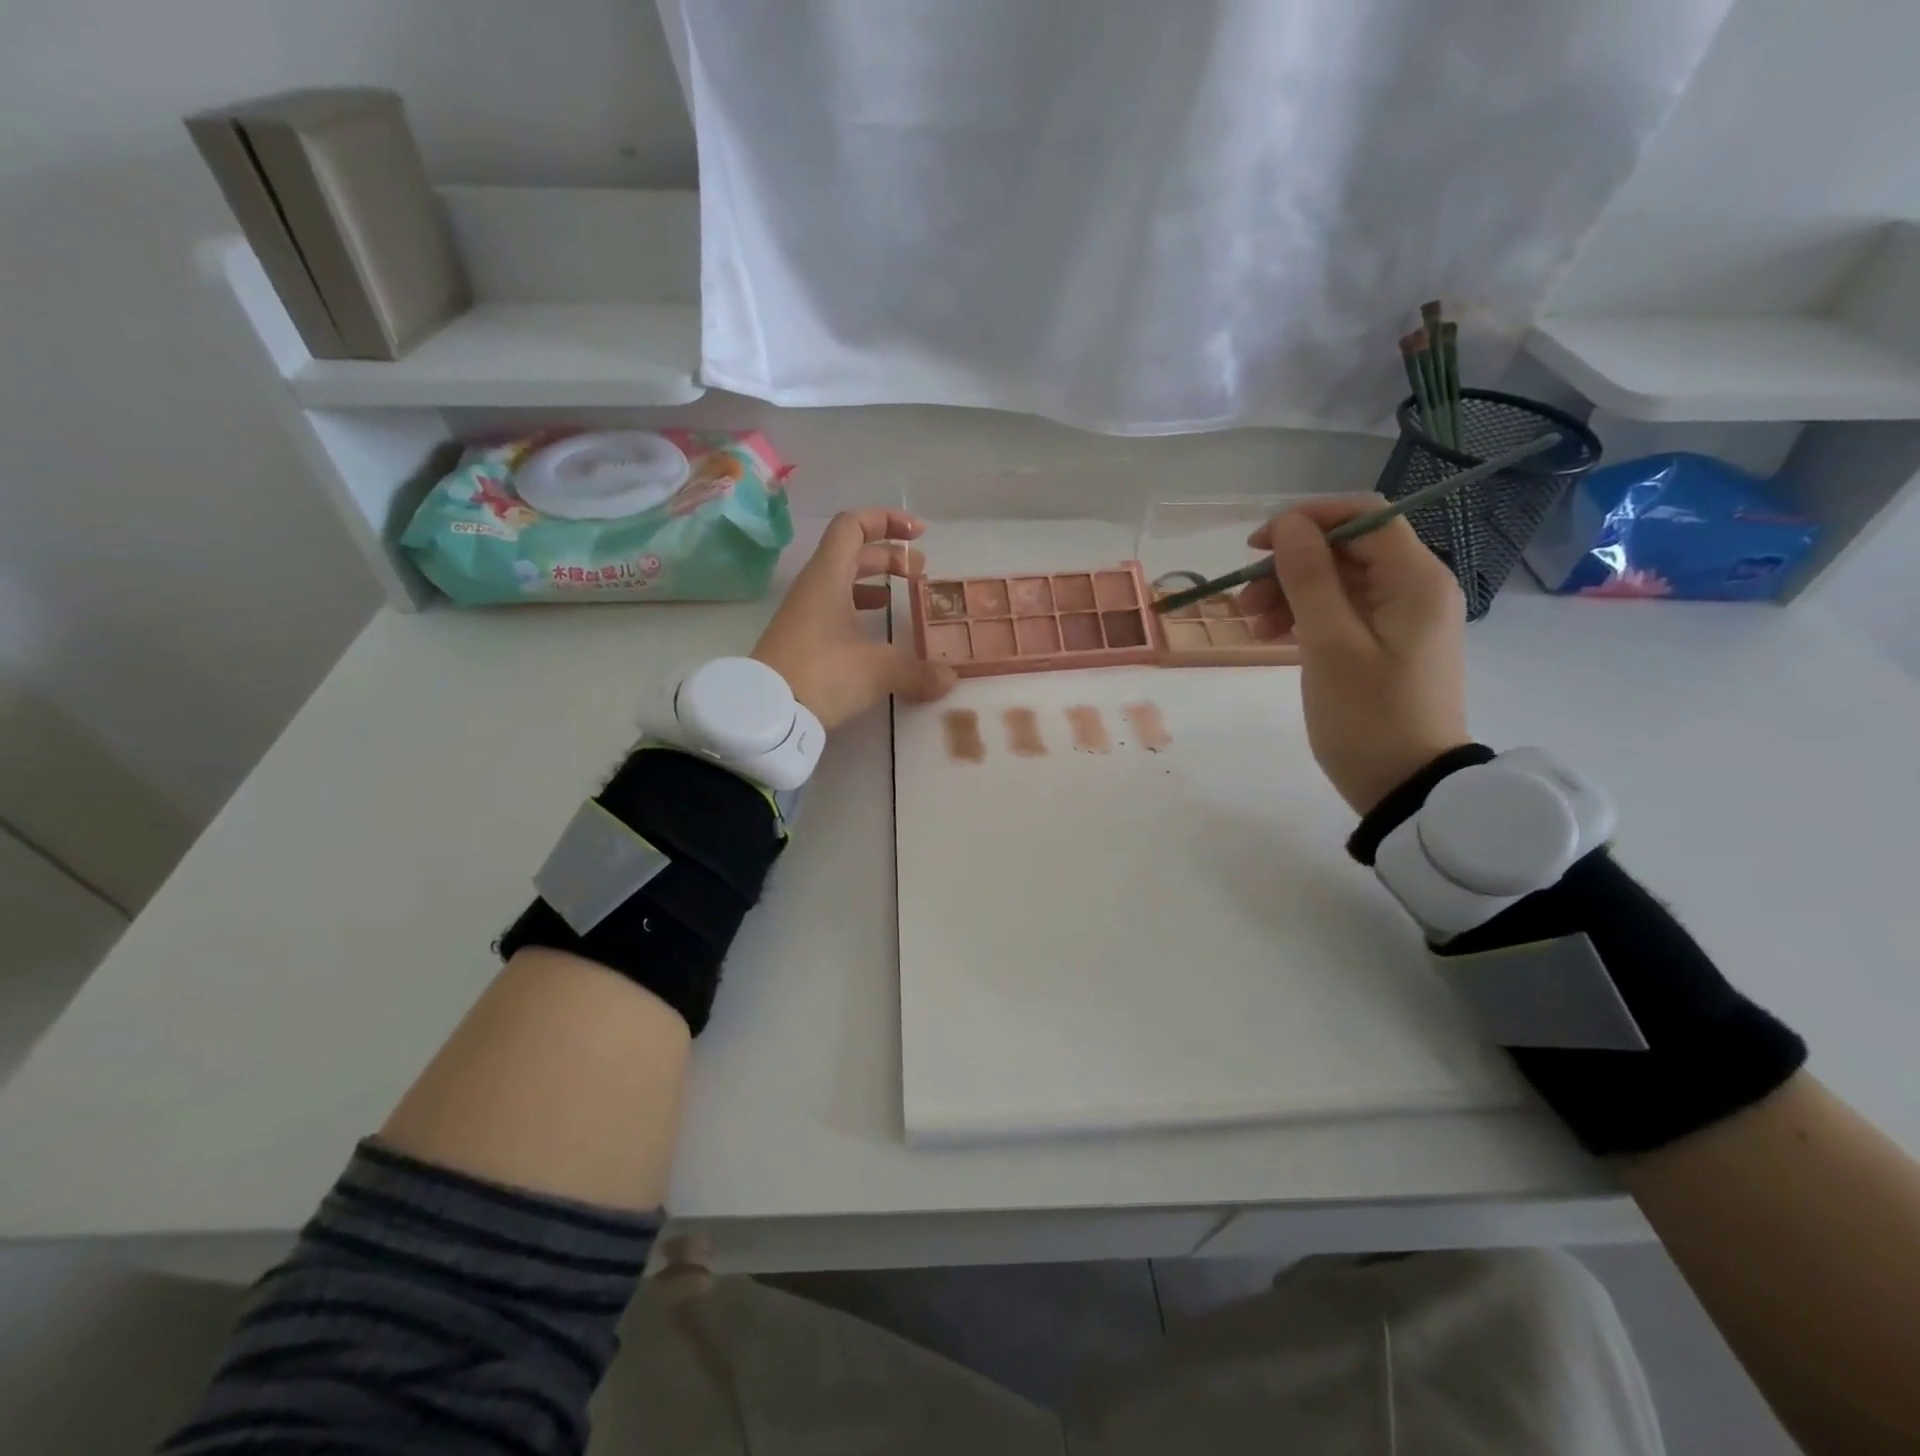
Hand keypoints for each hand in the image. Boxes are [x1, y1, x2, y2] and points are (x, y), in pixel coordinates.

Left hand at [753, 509, 957, 728]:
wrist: (766, 714)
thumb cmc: (823, 674)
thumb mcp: (879, 670)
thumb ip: (918, 670)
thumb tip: (950, 679)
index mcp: (829, 577)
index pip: (853, 525)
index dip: (888, 521)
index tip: (919, 535)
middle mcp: (814, 588)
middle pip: (852, 553)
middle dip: (889, 556)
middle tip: (920, 572)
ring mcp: (804, 614)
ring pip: (842, 582)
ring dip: (874, 582)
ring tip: (901, 596)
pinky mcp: (800, 641)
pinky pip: (834, 610)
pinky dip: (859, 610)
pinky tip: (877, 633)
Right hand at [1237, 496, 1470, 814]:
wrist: (1407, 786)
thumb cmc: (1368, 716)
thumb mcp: (1330, 644)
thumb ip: (1308, 578)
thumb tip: (1288, 525)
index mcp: (1415, 578)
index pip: (1361, 515)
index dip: (1305, 521)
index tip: (1255, 548)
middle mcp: (1416, 587)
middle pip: (1345, 549)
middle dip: (1289, 566)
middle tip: (1243, 602)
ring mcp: (1402, 617)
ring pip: (1339, 581)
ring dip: (1291, 593)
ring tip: (1252, 627)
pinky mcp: (1387, 643)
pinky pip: (1342, 611)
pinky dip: (1305, 617)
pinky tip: (1274, 637)